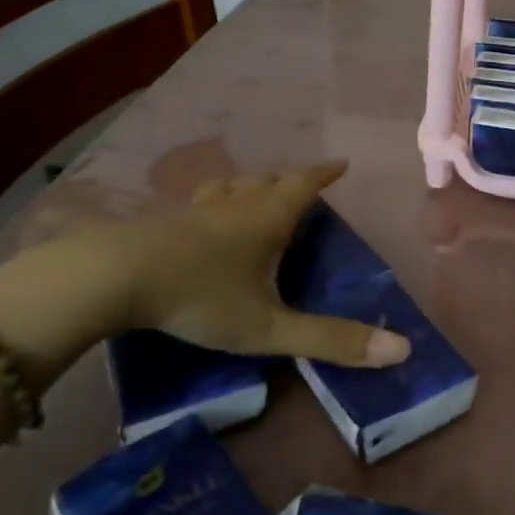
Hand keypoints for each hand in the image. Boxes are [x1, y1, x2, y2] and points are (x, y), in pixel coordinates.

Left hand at [0, 160, 409, 386]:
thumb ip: (330, 340)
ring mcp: (195, 208)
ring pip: (231, 186)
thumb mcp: (269, 327)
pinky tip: (200, 221)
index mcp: (267, 217)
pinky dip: (214, 203)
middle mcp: (235, 203)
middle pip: (268, 180)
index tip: (341, 164)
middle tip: (301, 188)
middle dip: (289, 181)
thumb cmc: (200, 296)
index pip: (305, 184)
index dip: (325, 174)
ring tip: (254, 195)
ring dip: (250, 186)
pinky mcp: (162, 220)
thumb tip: (401, 350)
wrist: (113, 277)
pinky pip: (199, 202)